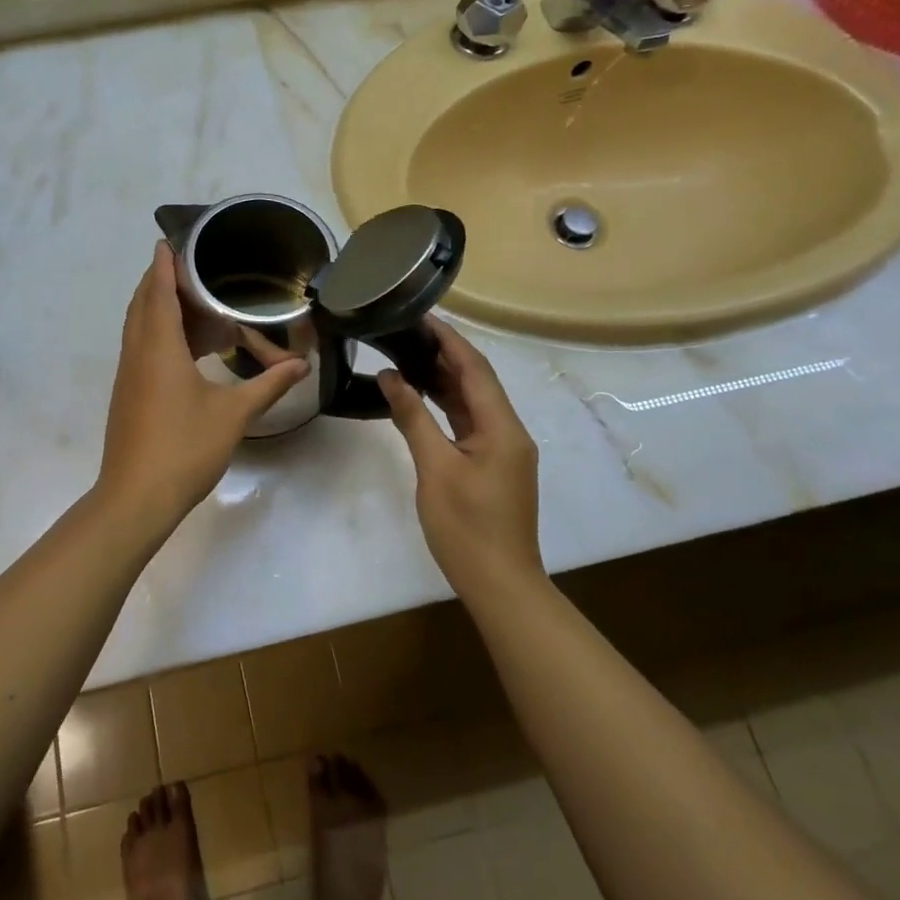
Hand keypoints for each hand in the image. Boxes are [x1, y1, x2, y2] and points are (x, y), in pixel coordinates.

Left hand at [94, 242, 310, 530]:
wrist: (135, 498)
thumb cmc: (184, 448)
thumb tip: (303, 365)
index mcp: (159, 348)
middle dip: (160, 281)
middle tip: (189, 269)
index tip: (167, 241)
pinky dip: (159, 333)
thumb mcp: (233, 414)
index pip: (158, 292)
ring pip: (139, 327)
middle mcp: (138, 353)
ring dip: (159, 308)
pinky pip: (141, 348)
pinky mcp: (128, 394)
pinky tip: (186, 349)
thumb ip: (268, 385)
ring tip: (193, 303)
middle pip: (143, 304)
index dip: (163, 265)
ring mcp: (129, 375)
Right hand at [378, 319, 542, 598]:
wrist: (500, 584)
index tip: (420, 315)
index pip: (475, 368)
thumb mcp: (434, 468)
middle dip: (445, 354)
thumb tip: (390, 376)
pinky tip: (421, 396)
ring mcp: (503, 449)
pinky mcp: (493, 465)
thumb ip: (412, 417)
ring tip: (408, 354)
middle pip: (477, 381)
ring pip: (473, 402)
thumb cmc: (466, 526)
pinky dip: (446, 406)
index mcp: (502, 427)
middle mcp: (509, 431)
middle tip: (406, 332)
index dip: (449, 339)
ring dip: (444, 379)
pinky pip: (470, 423)